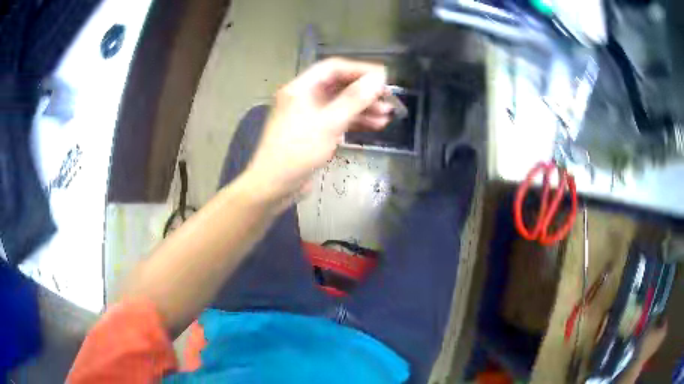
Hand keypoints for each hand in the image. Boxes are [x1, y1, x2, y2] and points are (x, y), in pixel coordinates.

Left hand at [245, 58, 391, 203]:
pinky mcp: (315, 132)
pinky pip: (338, 120)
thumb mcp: (329, 123)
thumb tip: (378, 79)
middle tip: (389, 99)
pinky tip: (375, 125)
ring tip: (387, 115)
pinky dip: (355, 121)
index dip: (360, 70)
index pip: (333, 68)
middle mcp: (305, 97)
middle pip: (339, 86)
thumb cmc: (297, 151)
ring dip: (363, 108)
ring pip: (341, 104)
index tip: (384, 78)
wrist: (275, 185)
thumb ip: (354, 99)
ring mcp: (310, 115)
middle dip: (365, 92)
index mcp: (301, 88)